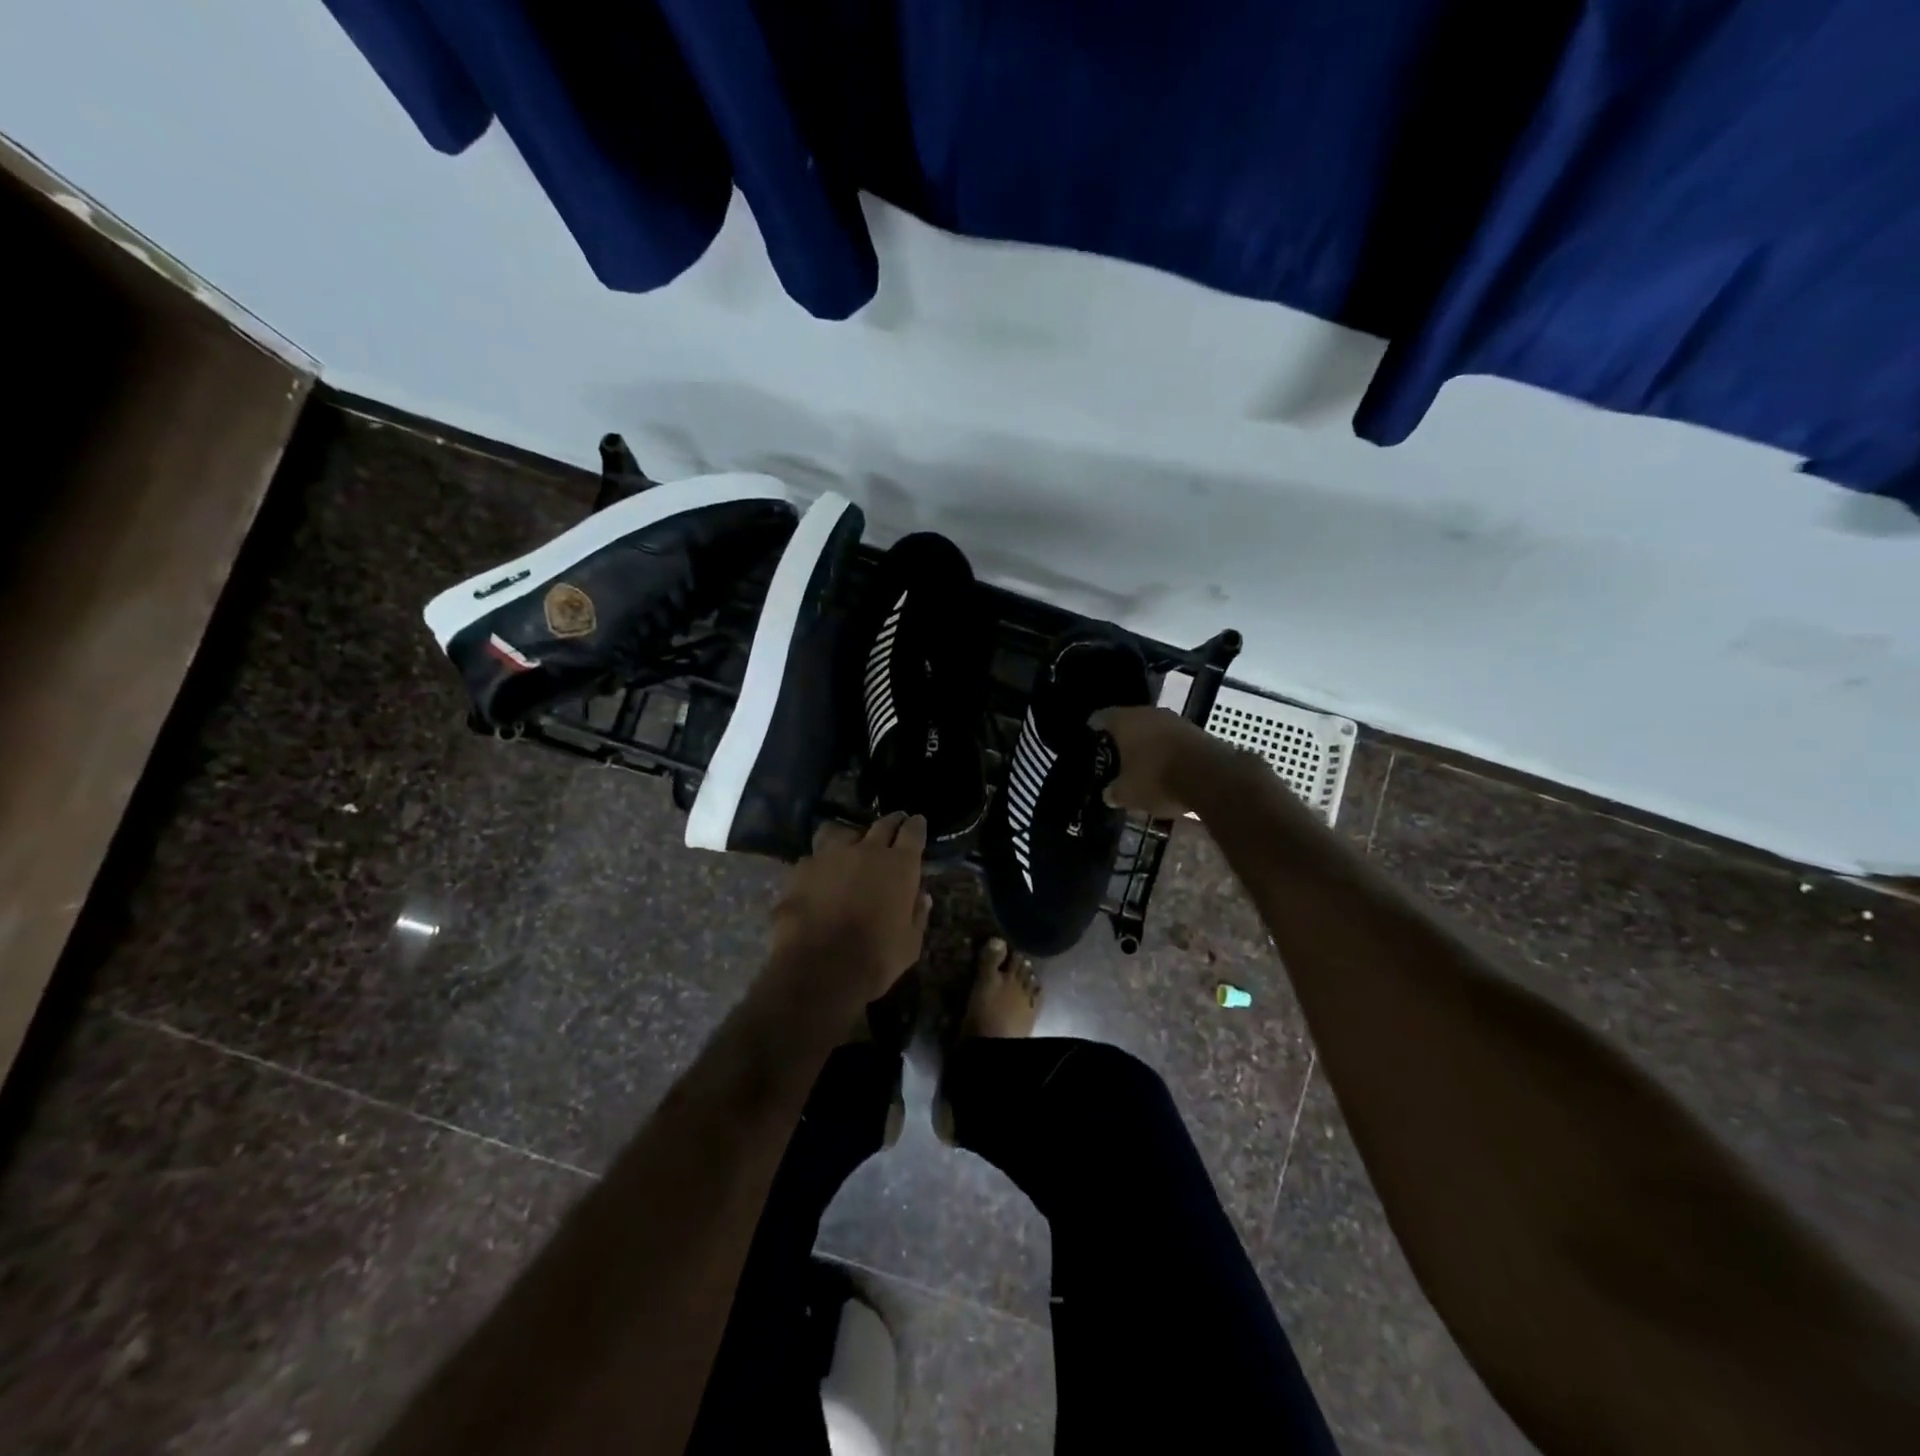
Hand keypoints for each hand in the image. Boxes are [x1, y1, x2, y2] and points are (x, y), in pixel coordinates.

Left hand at [770, 812, 931, 1006]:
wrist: (819, 969)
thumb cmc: (875, 959)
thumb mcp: (910, 944)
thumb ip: (917, 915)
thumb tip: (922, 896)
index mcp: (899, 866)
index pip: (913, 832)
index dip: (916, 825)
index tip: (917, 822)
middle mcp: (867, 851)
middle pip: (882, 824)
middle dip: (891, 822)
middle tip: (895, 823)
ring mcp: (830, 856)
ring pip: (841, 830)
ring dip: (850, 834)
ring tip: (849, 842)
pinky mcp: (802, 869)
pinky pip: (814, 856)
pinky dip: (820, 862)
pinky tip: (818, 874)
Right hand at [1090, 705, 1240, 818]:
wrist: (1211, 777)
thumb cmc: (1157, 779)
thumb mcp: (1128, 794)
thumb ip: (1114, 792)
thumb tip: (1108, 794)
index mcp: (1124, 721)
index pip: (1100, 717)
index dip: (1093, 730)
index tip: (1090, 741)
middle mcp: (1148, 713)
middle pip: (1128, 721)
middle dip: (1122, 738)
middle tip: (1114, 756)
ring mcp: (1175, 720)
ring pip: (1152, 729)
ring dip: (1146, 744)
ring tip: (1139, 764)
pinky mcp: (1196, 731)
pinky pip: (1172, 739)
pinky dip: (1166, 751)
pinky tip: (1164, 767)